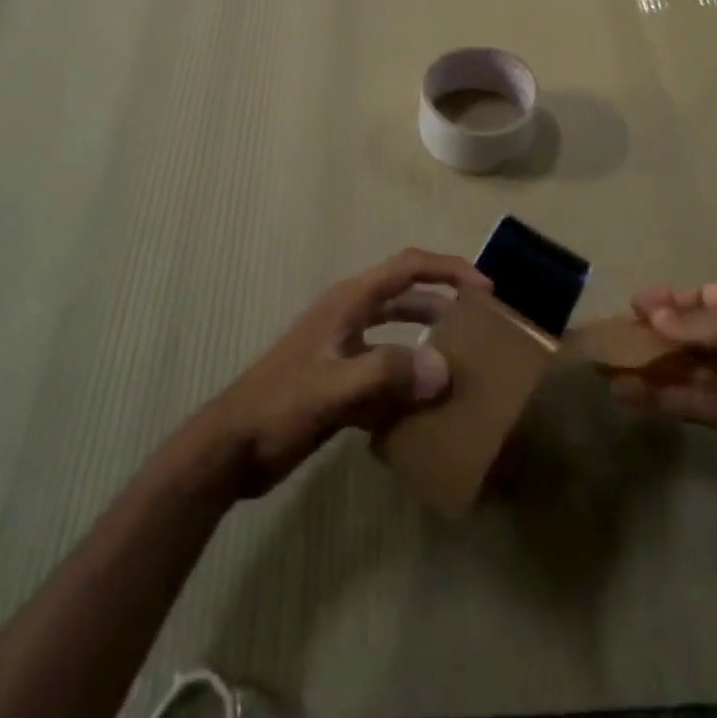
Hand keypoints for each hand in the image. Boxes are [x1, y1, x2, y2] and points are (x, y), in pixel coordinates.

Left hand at [204, 248, 491, 496]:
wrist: (230, 449)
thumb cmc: (280, 406)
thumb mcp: (334, 388)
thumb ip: (387, 374)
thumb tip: (444, 368)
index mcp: (350, 302)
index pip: (408, 267)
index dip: (449, 270)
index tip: (486, 290)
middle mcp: (350, 317)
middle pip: (407, 296)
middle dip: (444, 304)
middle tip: (482, 326)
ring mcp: (343, 349)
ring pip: (397, 335)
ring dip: (427, 343)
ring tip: (461, 366)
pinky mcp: (338, 381)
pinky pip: (384, 372)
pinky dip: (406, 383)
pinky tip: (425, 411)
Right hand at [614, 282, 716, 475]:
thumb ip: (697, 320)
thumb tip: (653, 315)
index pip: (706, 297)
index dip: (671, 300)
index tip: (635, 304)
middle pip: (691, 332)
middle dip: (654, 334)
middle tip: (614, 337)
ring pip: (686, 366)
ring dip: (651, 366)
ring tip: (608, 367)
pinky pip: (690, 399)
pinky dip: (660, 396)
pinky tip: (627, 395)